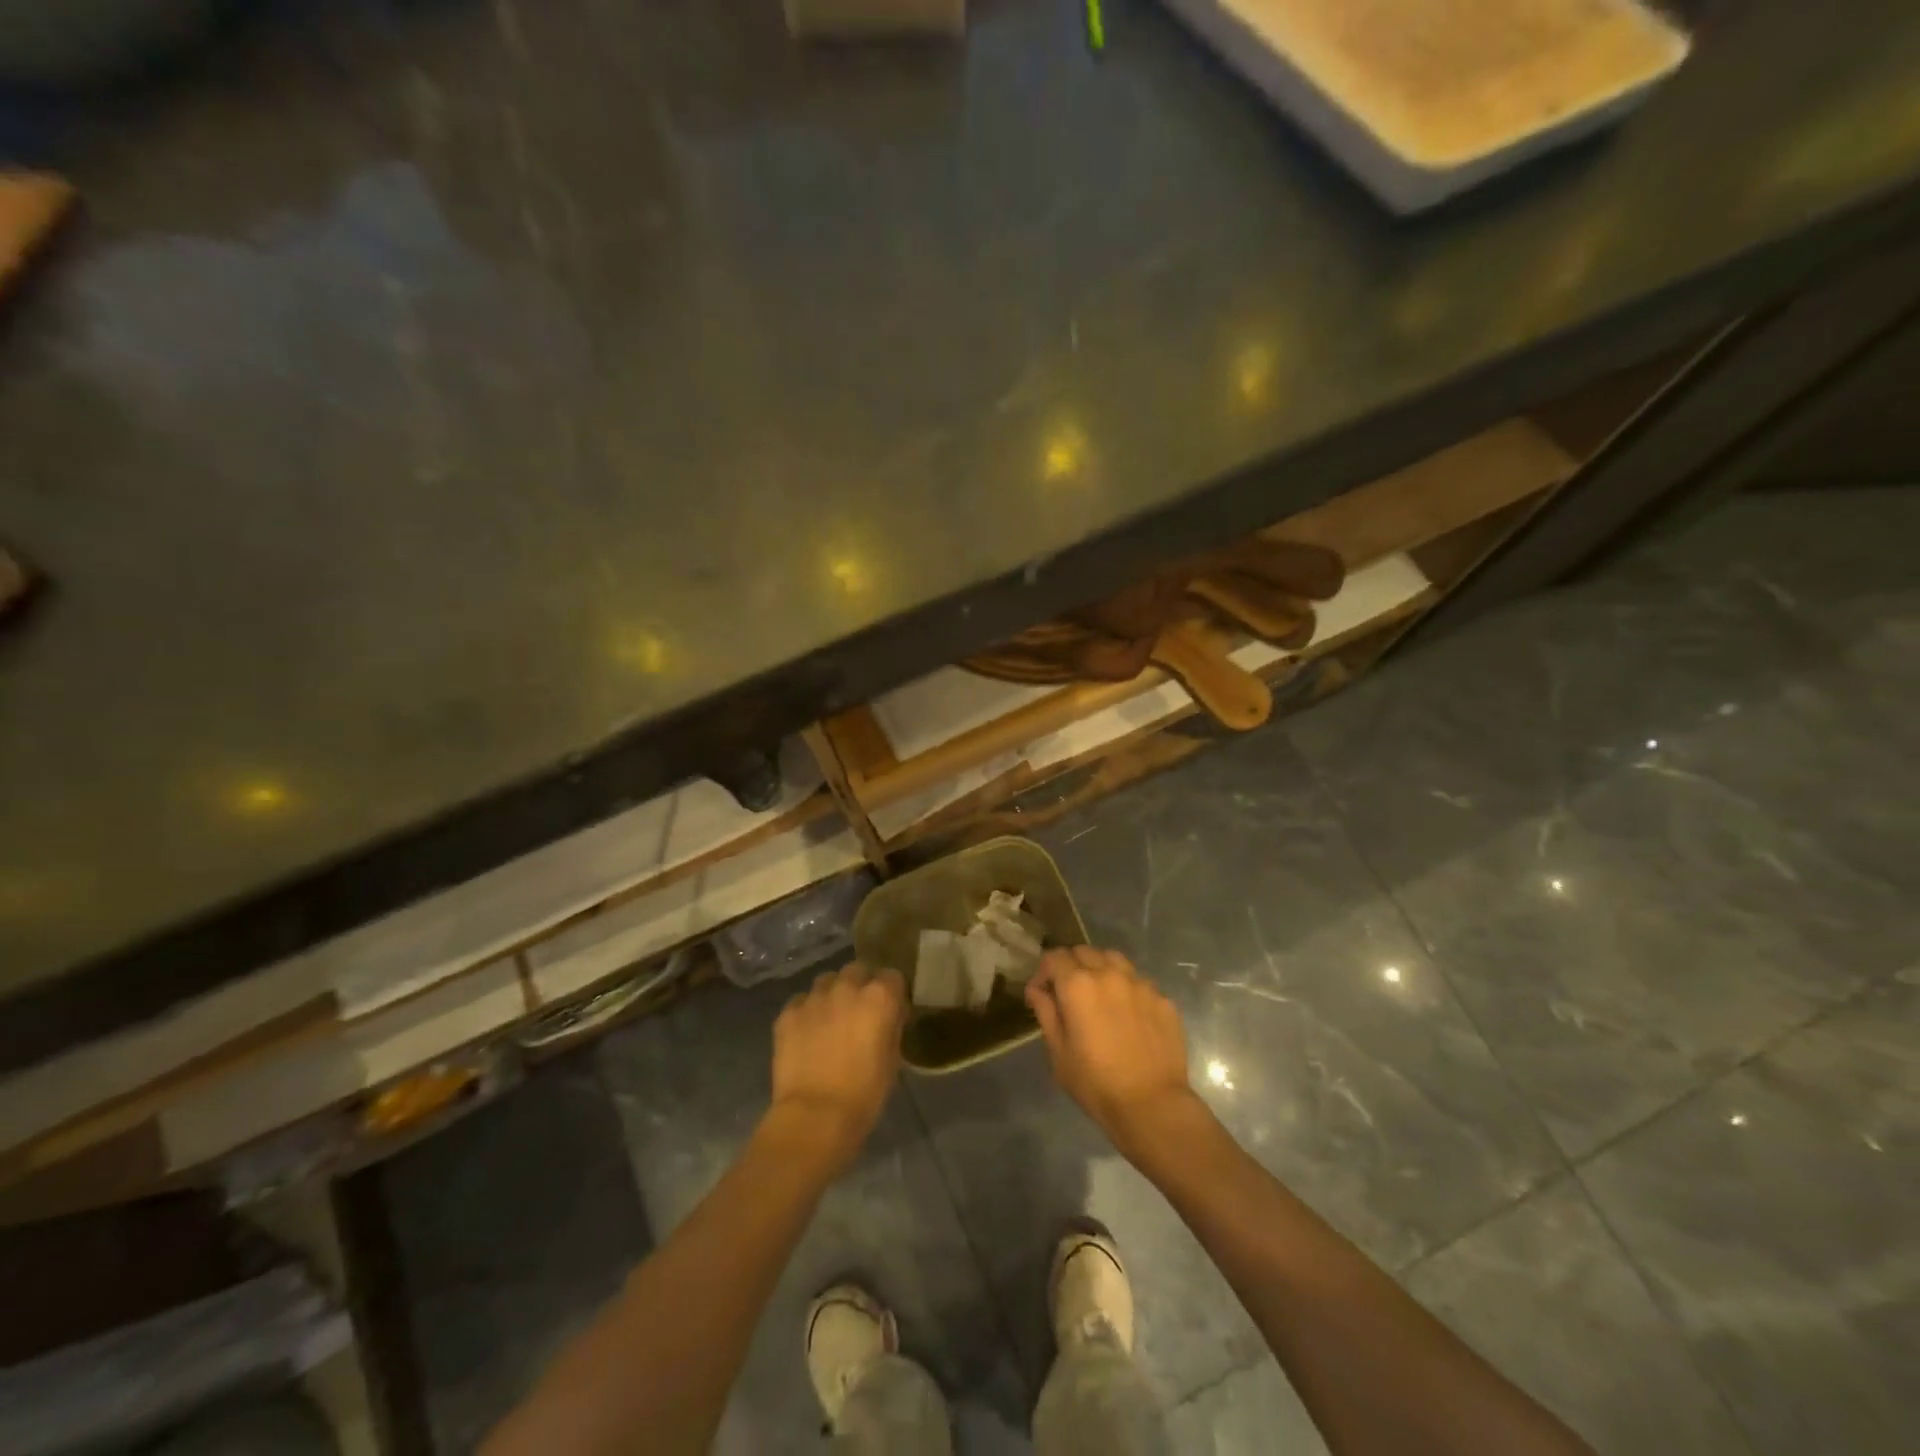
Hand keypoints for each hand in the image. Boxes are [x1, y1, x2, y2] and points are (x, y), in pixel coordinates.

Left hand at [768, 962, 905, 1168]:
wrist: (814, 1117)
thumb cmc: (864, 1094)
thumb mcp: (892, 1060)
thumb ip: (891, 1027)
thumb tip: (888, 1016)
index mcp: (879, 997)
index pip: (892, 976)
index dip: (891, 993)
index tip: (889, 1010)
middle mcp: (847, 987)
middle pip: (857, 971)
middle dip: (859, 986)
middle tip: (858, 1013)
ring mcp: (814, 997)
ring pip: (826, 981)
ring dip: (832, 994)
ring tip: (829, 1020)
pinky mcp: (788, 1012)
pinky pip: (801, 1001)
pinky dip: (806, 1012)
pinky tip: (806, 1034)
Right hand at [1026, 946, 1203, 1158]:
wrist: (1152, 1105)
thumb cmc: (1095, 1083)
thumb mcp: (1058, 1052)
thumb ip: (1046, 1012)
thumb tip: (1037, 990)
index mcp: (1078, 984)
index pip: (1054, 957)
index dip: (1043, 972)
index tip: (1041, 993)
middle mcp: (1109, 974)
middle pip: (1084, 952)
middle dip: (1071, 966)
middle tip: (1068, 993)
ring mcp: (1140, 984)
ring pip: (1114, 960)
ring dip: (1100, 969)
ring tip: (1100, 995)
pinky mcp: (1164, 999)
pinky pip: (1140, 982)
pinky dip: (1127, 989)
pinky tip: (1128, 1015)